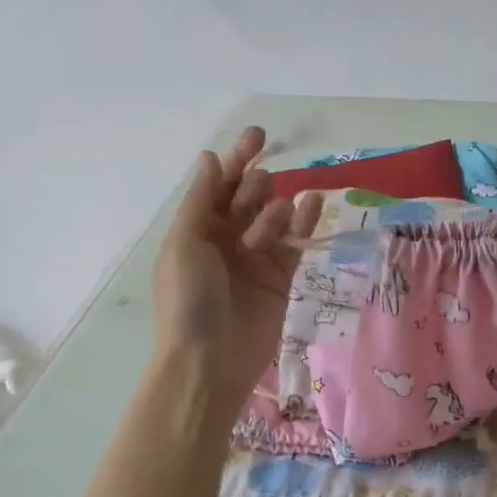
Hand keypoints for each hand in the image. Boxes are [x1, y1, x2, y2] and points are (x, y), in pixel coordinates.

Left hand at [152, 127, 322, 416]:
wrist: (209, 360)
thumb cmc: (188, 299)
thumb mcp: (183, 243)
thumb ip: (201, 199)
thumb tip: (211, 157)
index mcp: (197, 228)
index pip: (220, 184)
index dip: (237, 158)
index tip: (259, 135)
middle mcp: (226, 237)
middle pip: (249, 195)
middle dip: (254, 188)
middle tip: (256, 196)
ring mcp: (256, 256)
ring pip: (274, 214)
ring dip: (274, 211)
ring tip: (265, 233)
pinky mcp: (282, 275)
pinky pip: (296, 240)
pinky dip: (304, 220)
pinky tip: (312, 203)